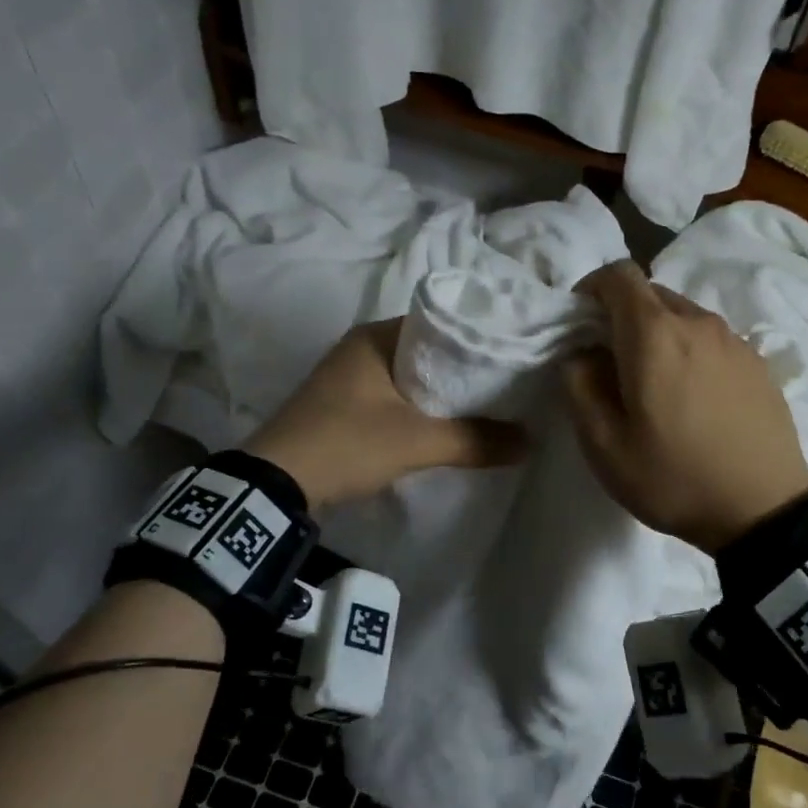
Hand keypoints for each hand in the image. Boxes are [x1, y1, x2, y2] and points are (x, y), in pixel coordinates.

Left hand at [245, 320, 528, 507]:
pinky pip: (393, 396)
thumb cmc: (347, 444)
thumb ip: (475, 440)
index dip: (476, 340)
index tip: (510, 357)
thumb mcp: (417, 442)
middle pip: (427, 351)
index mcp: (375, 336)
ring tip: (483, 405)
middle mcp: (360, 346)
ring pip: (409, 376)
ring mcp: (348, 376)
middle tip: (504, 385)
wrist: (276, 484)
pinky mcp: (342, 404)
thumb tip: (530, 441)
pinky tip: (442, 424)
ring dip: (440, 391)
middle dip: (462, 369)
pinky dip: (418, 406)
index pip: (440, 323)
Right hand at [563, 260, 807, 552]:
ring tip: (653, 383)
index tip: (580, 321)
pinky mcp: (758, 362)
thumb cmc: (674, 477)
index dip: (592, 287)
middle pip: (651, 293)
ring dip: (657, 333)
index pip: (619, 275)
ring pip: (683, 315)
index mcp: (655, 334)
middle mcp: (697, 322)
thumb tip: (581, 354)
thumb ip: (579, 386)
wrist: (764, 511)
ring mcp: (734, 340)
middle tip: (610, 360)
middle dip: (622, 314)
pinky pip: (711, 338)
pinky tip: (692, 396)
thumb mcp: (603, 445)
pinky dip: (689, 349)